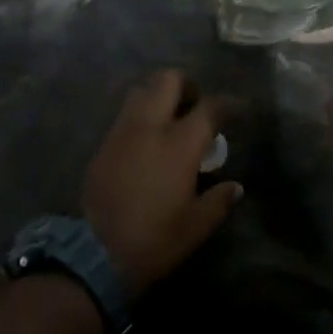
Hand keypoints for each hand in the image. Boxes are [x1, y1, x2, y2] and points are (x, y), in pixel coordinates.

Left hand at [83, 70, 242, 296]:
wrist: (94, 253)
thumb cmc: (154, 239)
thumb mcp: (196, 226)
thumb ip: (218, 201)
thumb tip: (235, 187)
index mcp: (178, 144)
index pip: (210, 108)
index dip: (228, 104)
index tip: (238, 109)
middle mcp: (149, 127)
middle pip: (167, 80)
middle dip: (186, 86)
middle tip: (196, 106)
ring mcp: (122, 132)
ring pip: (141, 91)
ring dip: (159, 96)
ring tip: (170, 120)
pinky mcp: (103, 144)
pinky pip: (125, 115)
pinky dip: (140, 116)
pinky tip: (148, 141)